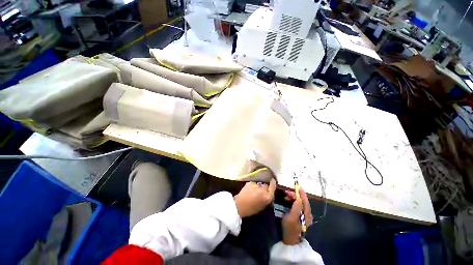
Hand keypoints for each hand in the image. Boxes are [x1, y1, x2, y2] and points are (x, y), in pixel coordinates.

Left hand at [234, 179, 276, 217]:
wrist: (240, 205)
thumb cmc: (252, 209)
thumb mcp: (263, 206)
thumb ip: (267, 198)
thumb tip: (268, 193)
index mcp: (268, 197)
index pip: (273, 186)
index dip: (273, 183)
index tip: (273, 180)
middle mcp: (263, 189)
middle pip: (266, 185)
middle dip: (264, 187)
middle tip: (260, 191)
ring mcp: (257, 185)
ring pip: (259, 184)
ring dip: (258, 186)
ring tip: (253, 191)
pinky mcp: (250, 182)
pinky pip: (253, 183)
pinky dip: (252, 185)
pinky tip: (249, 189)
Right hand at [281, 187, 312, 244]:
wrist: (290, 240)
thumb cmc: (290, 228)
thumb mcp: (291, 218)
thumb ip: (296, 207)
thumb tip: (298, 198)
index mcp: (306, 214)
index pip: (305, 200)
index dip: (301, 193)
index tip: (297, 186)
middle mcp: (307, 214)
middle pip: (303, 200)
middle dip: (295, 194)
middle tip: (286, 192)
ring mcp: (304, 215)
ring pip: (300, 202)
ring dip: (293, 197)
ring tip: (286, 196)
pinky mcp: (300, 216)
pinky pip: (298, 205)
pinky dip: (293, 201)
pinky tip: (288, 200)